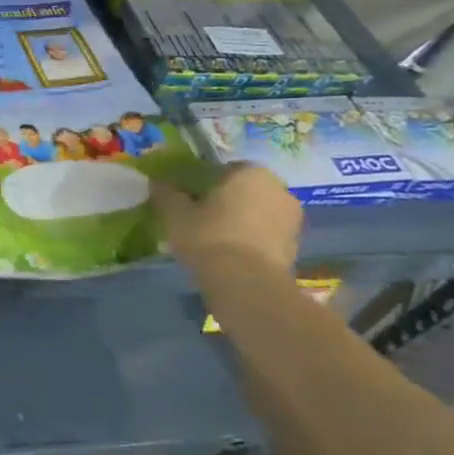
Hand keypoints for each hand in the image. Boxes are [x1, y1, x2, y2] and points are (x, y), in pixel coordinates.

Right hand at [153, 164, 301, 276]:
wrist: (247, 284)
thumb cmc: (209, 237)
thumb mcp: (175, 213)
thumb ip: (166, 193)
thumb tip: (157, 182)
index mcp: (250, 171)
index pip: (219, 170)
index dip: (199, 184)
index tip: (184, 199)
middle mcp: (278, 188)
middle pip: (241, 190)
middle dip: (222, 201)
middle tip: (197, 218)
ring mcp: (292, 218)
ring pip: (255, 212)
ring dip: (238, 220)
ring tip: (213, 239)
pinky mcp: (296, 246)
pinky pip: (265, 234)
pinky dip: (250, 239)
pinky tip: (230, 254)